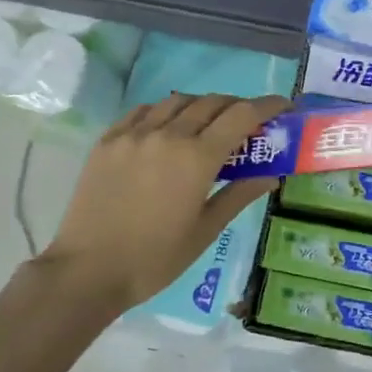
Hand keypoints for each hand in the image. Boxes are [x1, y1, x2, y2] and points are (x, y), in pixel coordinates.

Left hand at [37, 92, 290, 313]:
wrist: (88, 270)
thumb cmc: (155, 258)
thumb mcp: (205, 230)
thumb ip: (239, 195)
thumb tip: (271, 175)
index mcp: (197, 157)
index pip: (242, 115)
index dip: (268, 105)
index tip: (284, 106)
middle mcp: (167, 134)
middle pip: (212, 102)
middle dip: (237, 106)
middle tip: (248, 123)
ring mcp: (134, 133)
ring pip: (177, 101)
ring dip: (202, 105)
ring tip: (208, 125)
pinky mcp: (108, 139)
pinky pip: (144, 111)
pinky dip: (165, 111)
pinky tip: (167, 128)